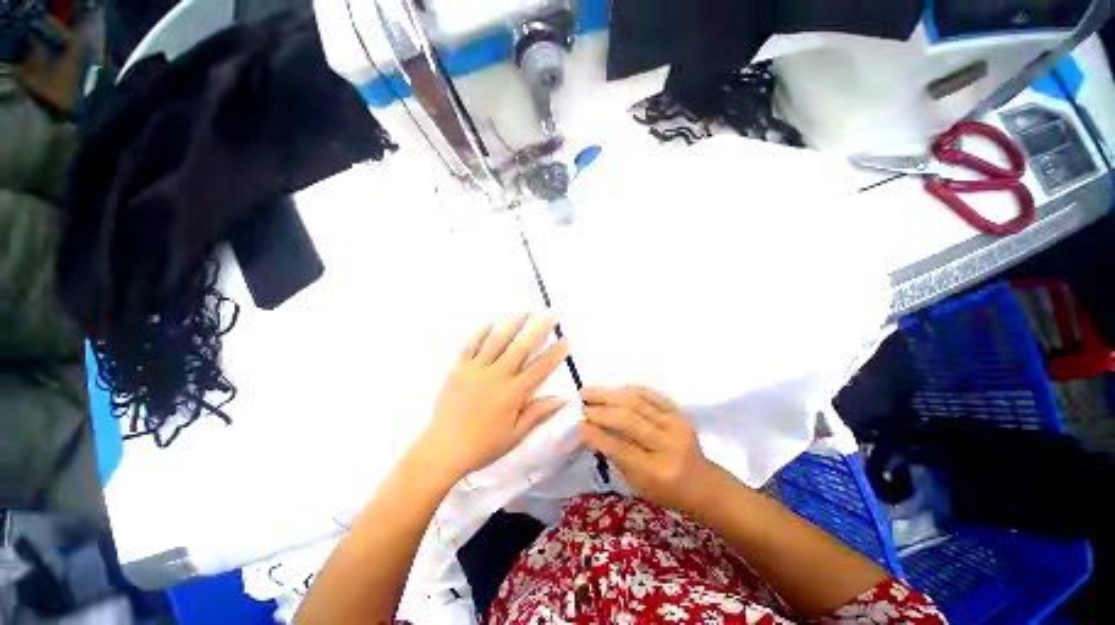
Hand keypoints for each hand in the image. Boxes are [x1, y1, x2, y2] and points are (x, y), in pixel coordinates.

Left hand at [416, 314, 570, 481]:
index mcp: (513, 393)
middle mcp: (497, 375)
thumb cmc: (483, 444)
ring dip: (514, 323)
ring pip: (498, 340)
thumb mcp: (515, 435)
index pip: (540, 367)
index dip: (556, 352)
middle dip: (538, 328)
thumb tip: (563, 398)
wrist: (443, 448)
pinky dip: (482, 331)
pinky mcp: (459, 367)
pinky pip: (471, 344)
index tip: (567, 339)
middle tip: (550, 315)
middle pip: (521, 346)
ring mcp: (476, 369)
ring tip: (526, 311)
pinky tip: (493, 321)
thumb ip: (538, 413)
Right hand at [580, 386, 716, 514]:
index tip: (579, 423)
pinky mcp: (680, 413)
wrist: (704, 485)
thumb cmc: (667, 491)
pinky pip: (652, 395)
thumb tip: (592, 429)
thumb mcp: (638, 484)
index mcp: (657, 471)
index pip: (621, 448)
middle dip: (602, 409)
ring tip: (591, 391)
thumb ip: (616, 456)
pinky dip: (630, 389)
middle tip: (582, 402)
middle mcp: (668, 445)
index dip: (597, 434)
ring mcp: (676, 425)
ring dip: (611, 394)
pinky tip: (615, 388)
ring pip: (638, 402)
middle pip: (629, 420)